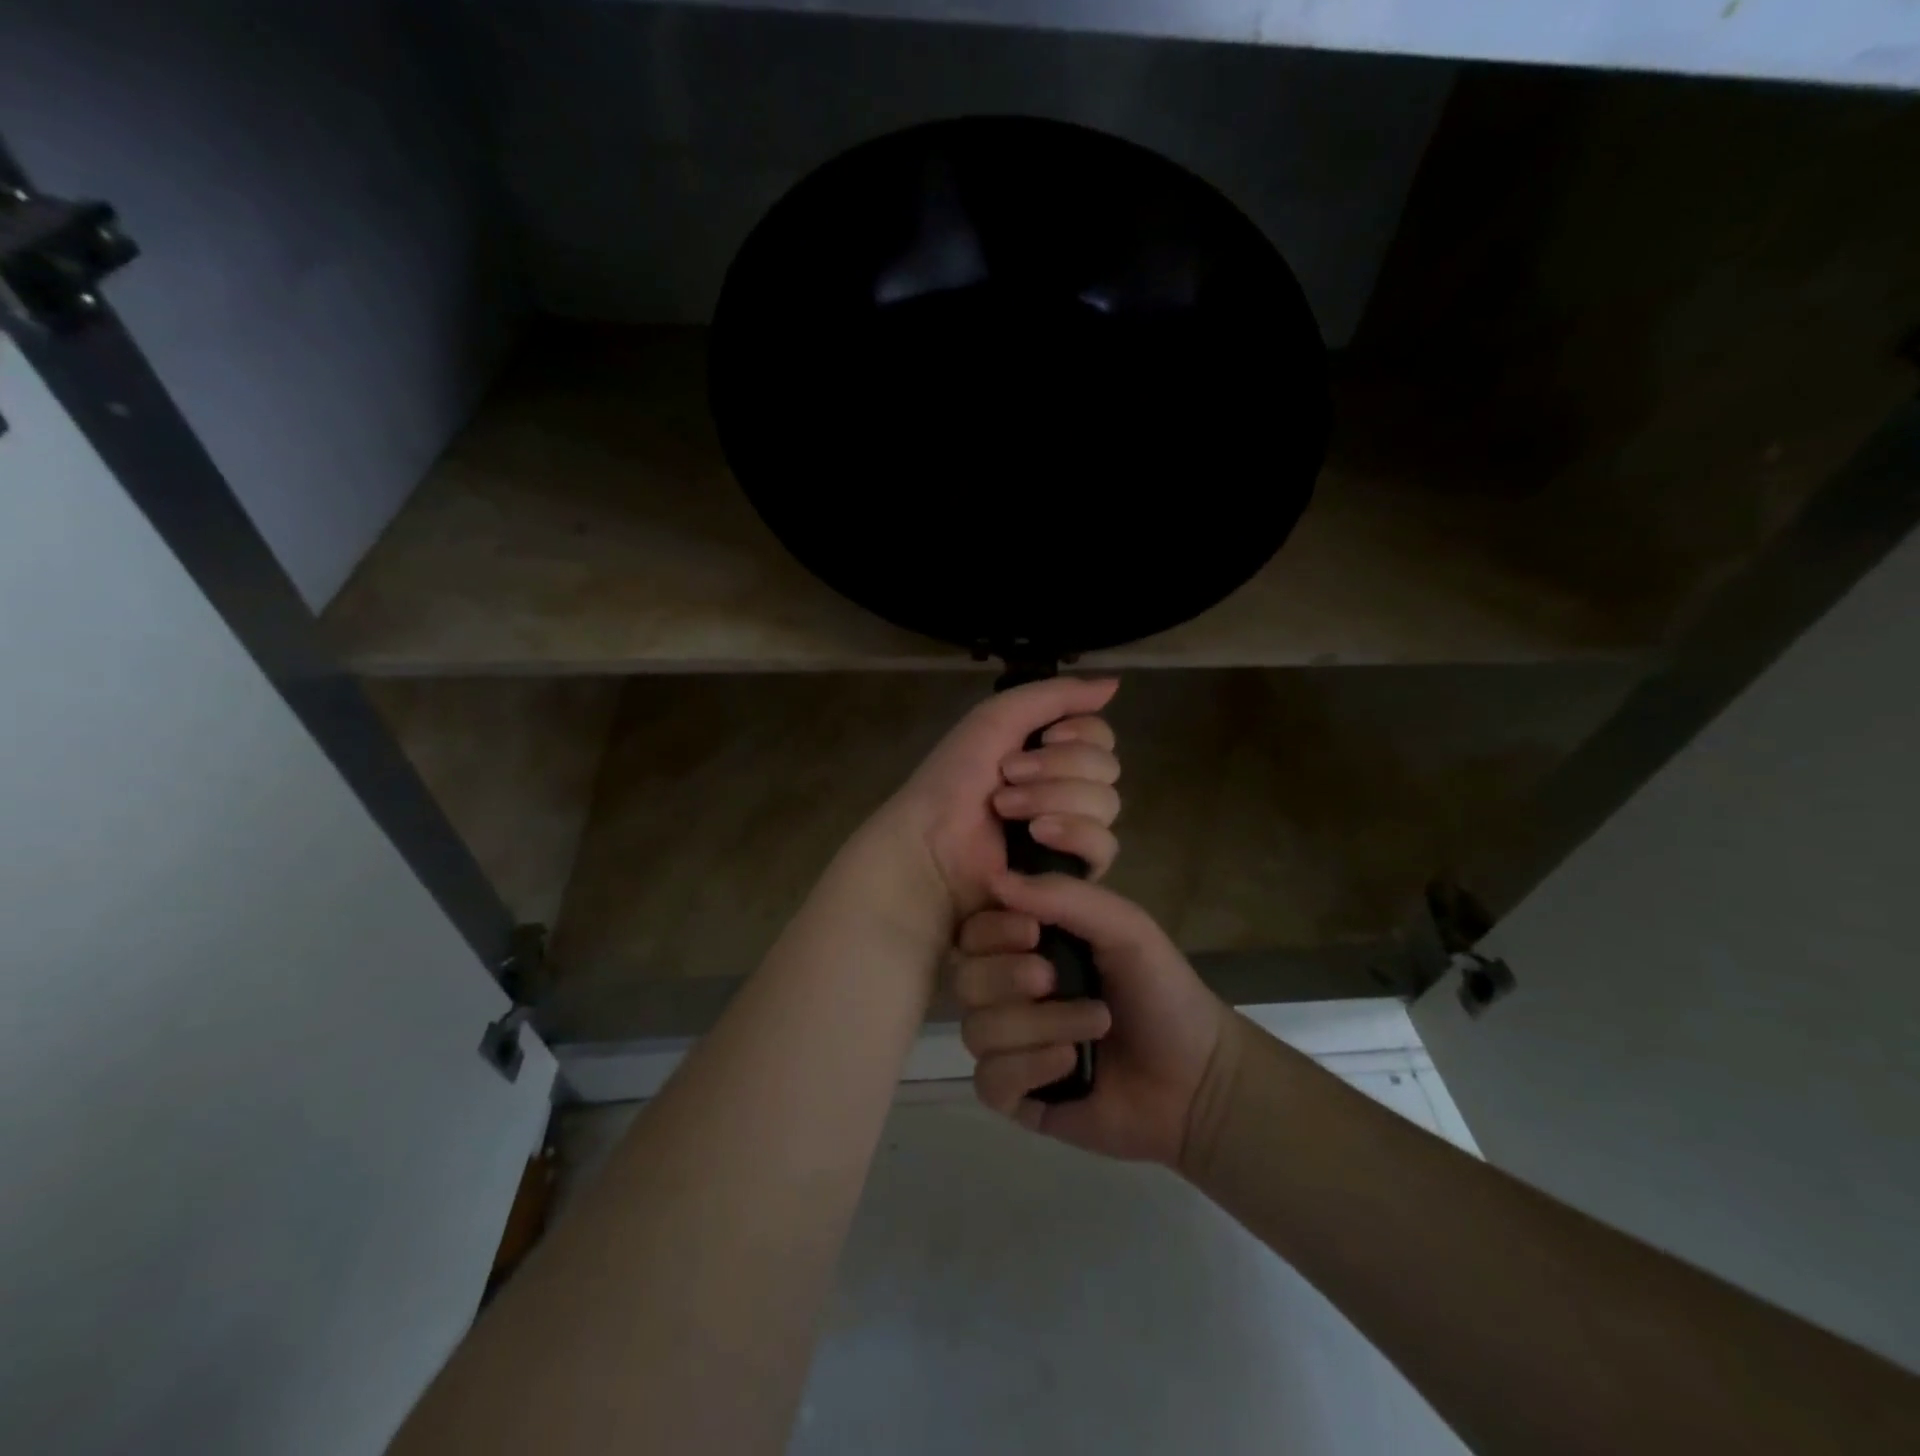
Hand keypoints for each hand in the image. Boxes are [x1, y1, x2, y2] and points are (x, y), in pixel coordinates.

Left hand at [876, 677, 1121, 926]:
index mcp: (1051, 753)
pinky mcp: (1072, 870)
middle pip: (1106, 768)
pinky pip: (1103, 848)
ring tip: (1007, 809)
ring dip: (1053, 798)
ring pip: (1106, 804)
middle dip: (1057, 767)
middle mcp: (1067, 788)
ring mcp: (1072, 831)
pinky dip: (1073, 834)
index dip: (1081, 734)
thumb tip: (1114, 685)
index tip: (1048, 737)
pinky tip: (1037, 836)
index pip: (1100, 737)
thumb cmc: (955, 778)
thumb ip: (1055, 696)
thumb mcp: (997, 719)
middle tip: (1008, 776)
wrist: (930, 841)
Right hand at [954, 873, 1231, 1167]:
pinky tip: (1072, 1065)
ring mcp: (1009, 1044)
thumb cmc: (1161, 990)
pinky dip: (1030, 1068)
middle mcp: (1009, 991)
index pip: (973, 930)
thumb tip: (996, 881)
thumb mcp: (1123, 927)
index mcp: (1027, 947)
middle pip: (964, 979)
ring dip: (1038, 1026)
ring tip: (1094, 1026)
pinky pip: (989, 1080)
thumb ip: (1064, 896)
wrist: (1199, 1077)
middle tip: (1057, 979)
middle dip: (1010, 978)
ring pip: (977, 1030)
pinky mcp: (1015, 1095)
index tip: (1032, 933)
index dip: (992, 930)